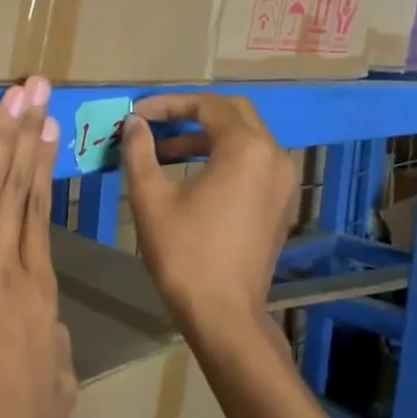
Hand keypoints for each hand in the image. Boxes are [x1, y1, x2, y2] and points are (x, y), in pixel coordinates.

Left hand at [0, 77, 75, 417]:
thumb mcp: (59, 385)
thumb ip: (55, 340)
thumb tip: (47, 318)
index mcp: (40, 292)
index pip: (41, 212)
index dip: (43, 164)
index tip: (48, 125)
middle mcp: (5, 268)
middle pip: (15, 188)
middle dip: (24, 132)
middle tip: (33, 88)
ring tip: (9, 101)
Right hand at [121, 93, 298, 339]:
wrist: (223, 314)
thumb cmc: (184, 252)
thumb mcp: (150, 198)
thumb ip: (140, 151)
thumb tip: (134, 124)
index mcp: (245, 148)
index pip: (207, 104)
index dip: (168, 104)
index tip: (137, 114)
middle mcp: (273, 155)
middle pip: (232, 113)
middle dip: (190, 114)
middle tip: (154, 125)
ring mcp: (282, 181)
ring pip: (244, 139)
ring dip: (204, 137)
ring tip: (162, 152)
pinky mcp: (279, 204)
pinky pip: (252, 163)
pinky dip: (222, 158)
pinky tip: (190, 176)